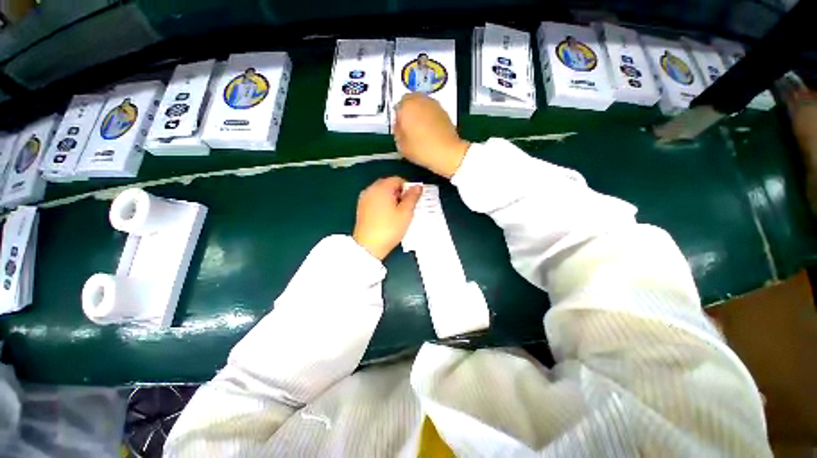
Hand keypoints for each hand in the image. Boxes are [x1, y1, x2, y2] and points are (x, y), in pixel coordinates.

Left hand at [353, 177, 422, 259]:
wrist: (368, 246)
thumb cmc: (389, 228)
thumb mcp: (406, 213)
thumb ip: (412, 197)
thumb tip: (418, 186)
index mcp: (382, 188)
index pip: (398, 180)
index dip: (407, 189)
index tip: (411, 202)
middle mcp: (370, 189)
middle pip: (388, 185)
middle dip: (399, 193)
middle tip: (405, 208)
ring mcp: (364, 198)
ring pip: (381, 193)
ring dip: (391, 199)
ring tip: (396, 214)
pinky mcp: (361, 207)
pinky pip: (375, 200)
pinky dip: (382, 204)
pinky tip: (386, 217)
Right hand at [394, 93, 469, 178]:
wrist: (447, 152)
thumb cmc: (421, 149)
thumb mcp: (402, 146)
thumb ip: (398, 133)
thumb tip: (400, 128)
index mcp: (407, 106)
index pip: (397, 108)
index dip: (397, 120)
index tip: (400, 131)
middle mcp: (420, 100)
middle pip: (409, 101)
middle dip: (407, 112)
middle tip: (409, 128)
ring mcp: (433, 104)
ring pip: (421, 104)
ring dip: (418, 113)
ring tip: (420, 129)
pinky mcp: (443, 110)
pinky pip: (431, 110)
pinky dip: (428, 117)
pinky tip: (429, 130)